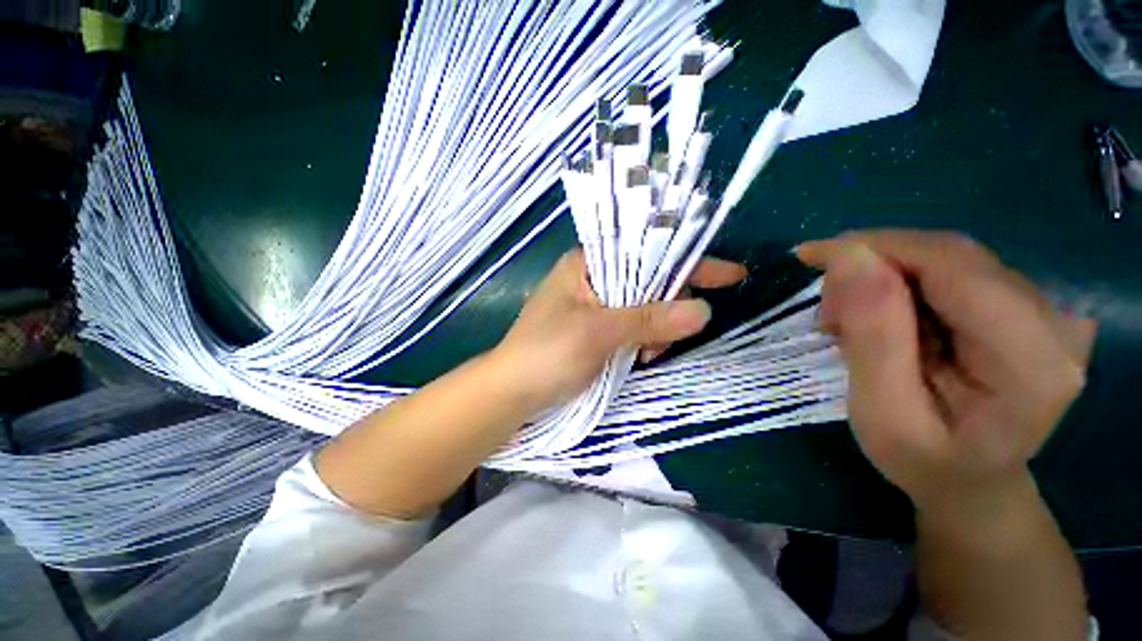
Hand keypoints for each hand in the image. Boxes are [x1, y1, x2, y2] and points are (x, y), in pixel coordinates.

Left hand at [491, 248, 745, 415]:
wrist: (512, 394)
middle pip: (649, 281)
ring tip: (646, 355)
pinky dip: (644, 341)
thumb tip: (704, 312)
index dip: (687, 262)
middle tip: (665, 338)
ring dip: (656, 330)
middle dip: (667, 307)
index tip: (731, 275)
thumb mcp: (597, 333)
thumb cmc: (546, 354)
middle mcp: (592, 279)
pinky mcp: (596, 330)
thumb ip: (649, 320)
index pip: (645, 251)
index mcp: (587, 264)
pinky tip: (640, 357)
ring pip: (645, 308)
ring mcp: (595, 306)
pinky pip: (634, 328)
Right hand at [797, 231, 1096, 512]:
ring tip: (848, 323)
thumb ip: (873, 336)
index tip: (811, 256)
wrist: (972, 481)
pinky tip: (881, 319)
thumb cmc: (925, 462)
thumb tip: (850, 258)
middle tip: (827, 312)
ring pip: (945, 259)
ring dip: (882, 280)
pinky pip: (951, 271)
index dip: (876, 248)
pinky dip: (901, 286)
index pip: (952, 265)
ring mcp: (1045, 309)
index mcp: (1032, 358)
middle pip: (949, 256)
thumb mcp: (883, 414)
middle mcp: (1054, 320)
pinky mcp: (1025, 305)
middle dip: (872, 268)